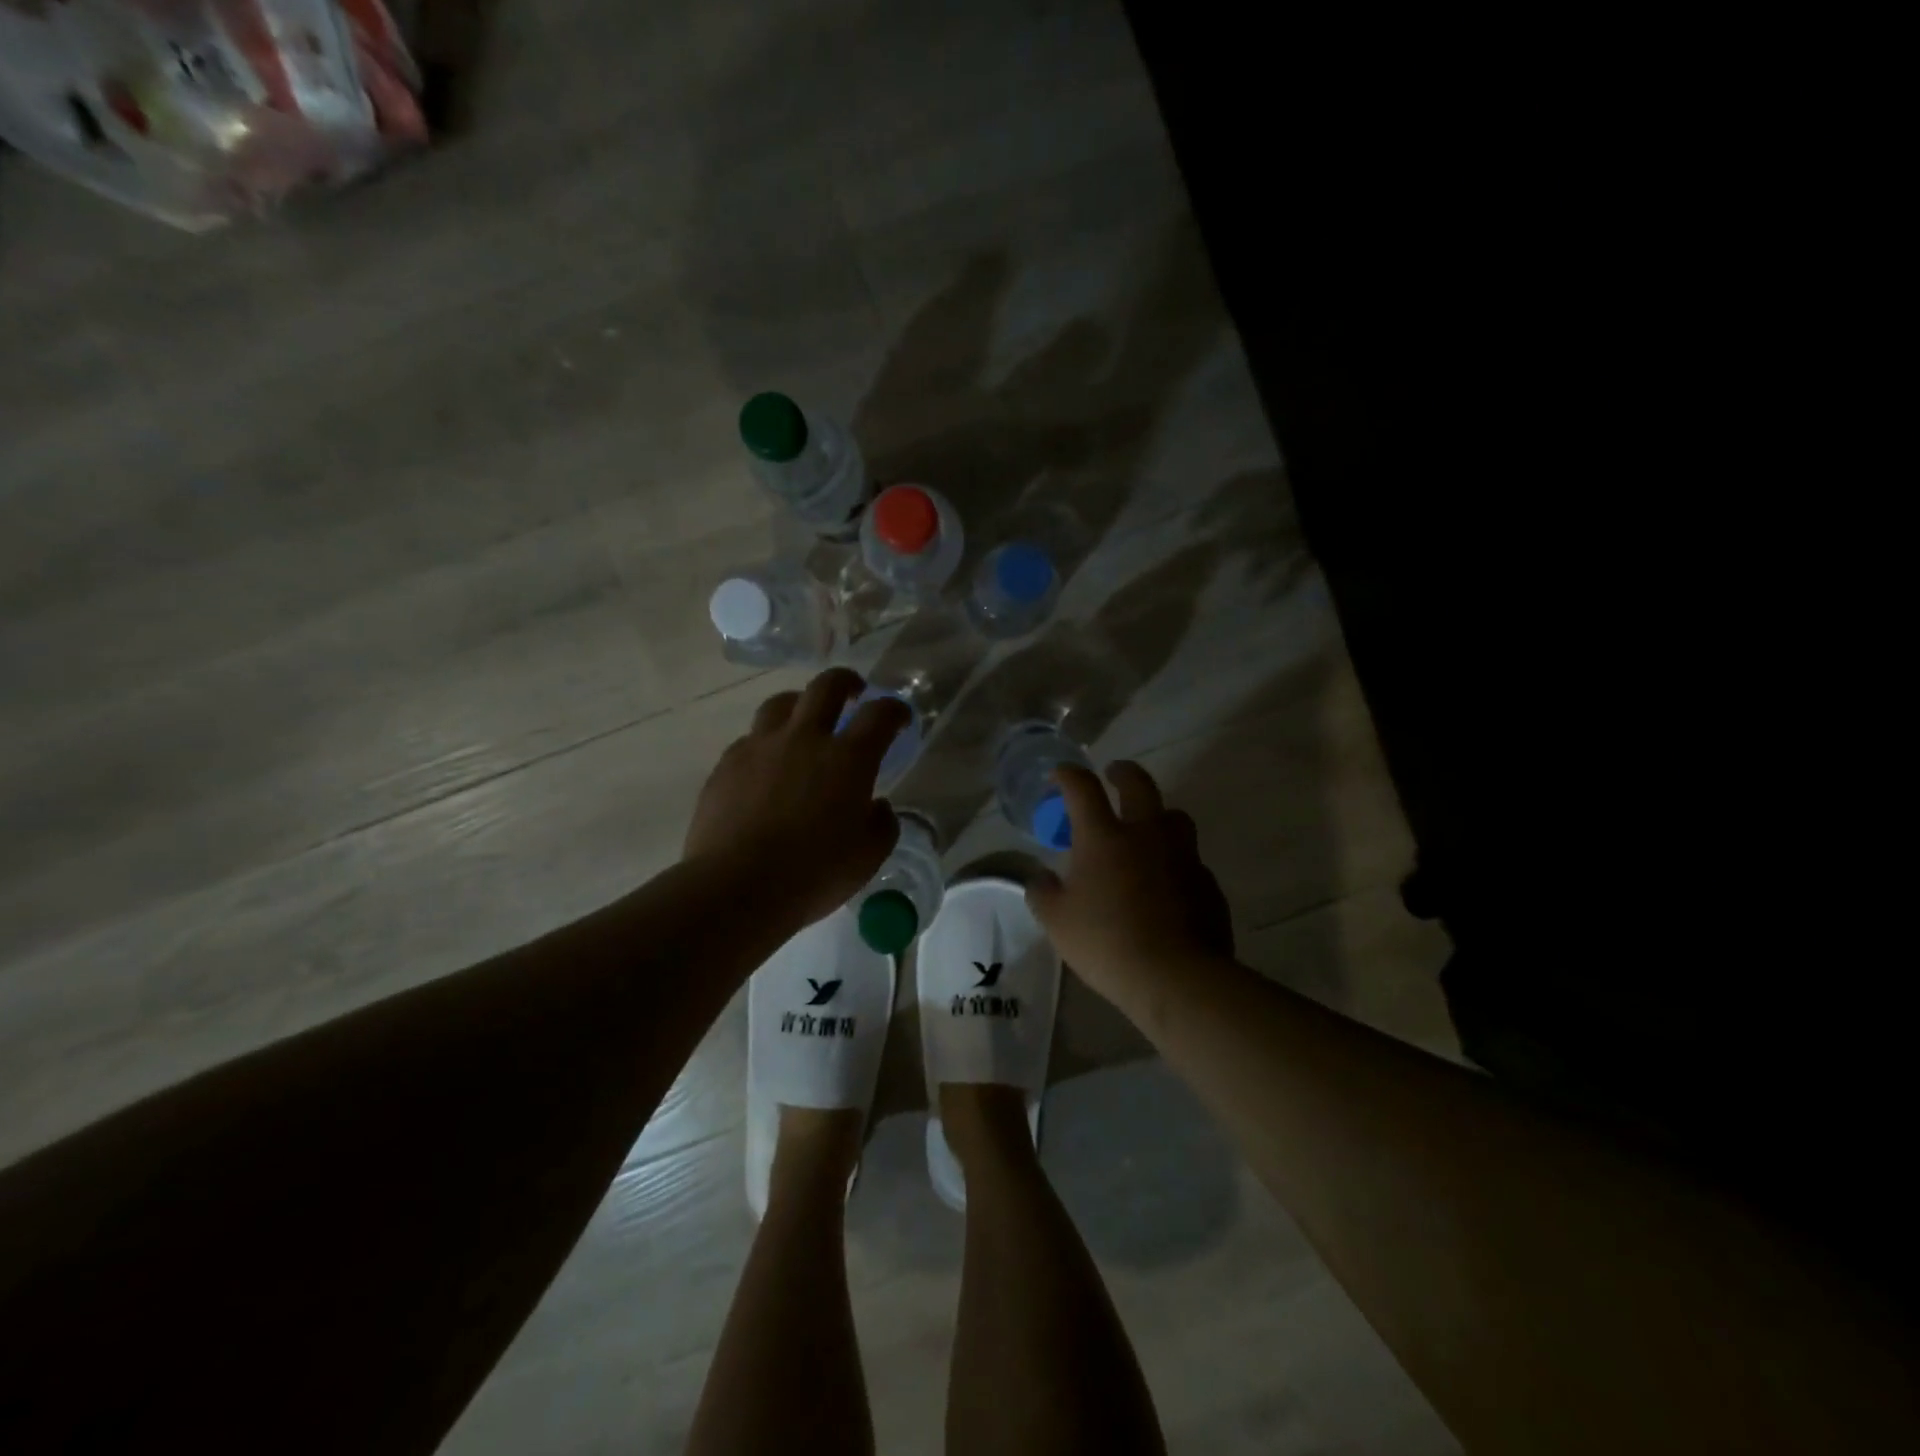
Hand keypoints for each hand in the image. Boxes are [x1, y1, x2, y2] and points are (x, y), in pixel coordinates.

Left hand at [684, 669, 908, 925]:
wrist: (737, 886)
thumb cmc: (814, 873)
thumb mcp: (869, 856)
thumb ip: (881, 823)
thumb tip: (875, 805)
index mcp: (848, 758)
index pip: (879, 715)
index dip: (894, 710)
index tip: (900, 717)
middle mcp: (805, 738)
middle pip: (827, 686)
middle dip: (846, 682)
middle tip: (853, 693)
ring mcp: (760, 747)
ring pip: (780, 704)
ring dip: (799, 705)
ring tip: (803, 722)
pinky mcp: (727, 764)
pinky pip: (750, 740)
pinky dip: (766, 744)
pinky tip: (766, 768)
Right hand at [1027, 762, 1232, 1013]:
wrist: (1177, 976)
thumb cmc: (1107, 943)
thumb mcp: (1057, 923)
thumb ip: (1044, 894)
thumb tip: (1043, 878)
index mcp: (1104, 837)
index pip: (1083, 789)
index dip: (1069, 775)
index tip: (1061, 774)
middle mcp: (1146, 834)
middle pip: (1139, 784)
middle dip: (1123, 772)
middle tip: (1114, 774)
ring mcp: (1183, 856)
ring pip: (1174, 817)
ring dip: (1158, 814)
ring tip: (1147, 829)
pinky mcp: (1207, 883)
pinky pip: (1190, 860)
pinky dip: (1176, 861)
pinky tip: (1167, 884)